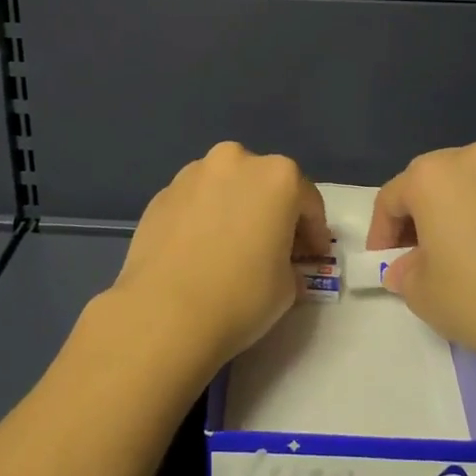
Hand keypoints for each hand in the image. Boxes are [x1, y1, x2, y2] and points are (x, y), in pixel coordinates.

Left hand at [107, 141, 331, 375]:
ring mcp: (192, 174)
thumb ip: (289, 263)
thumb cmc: (240, 296)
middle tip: (275, 247)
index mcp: (277, 176)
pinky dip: (204, 218)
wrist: (163, 313)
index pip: (307, 201)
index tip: (314, 257)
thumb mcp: (287, 287)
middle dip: (273, 211)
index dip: (315, 232)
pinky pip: (195, 202)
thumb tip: (279, 262)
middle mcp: (235, 161)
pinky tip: (200, 251)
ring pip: (226, 187)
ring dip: (235, 209)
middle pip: (264, 184)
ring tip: (232, 246)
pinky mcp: (161, 194)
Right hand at [367, 142, 475, 371]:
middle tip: (413, 257)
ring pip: (463, 188)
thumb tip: (406, 268)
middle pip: (427, 183)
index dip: (381, 234)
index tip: (383, 264)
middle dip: (415, 218)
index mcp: (432, 175)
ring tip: (450, 257)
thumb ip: (404, 273)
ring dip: (449, 215)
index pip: (391, 198)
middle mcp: (470, 160)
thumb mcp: (422, 293)